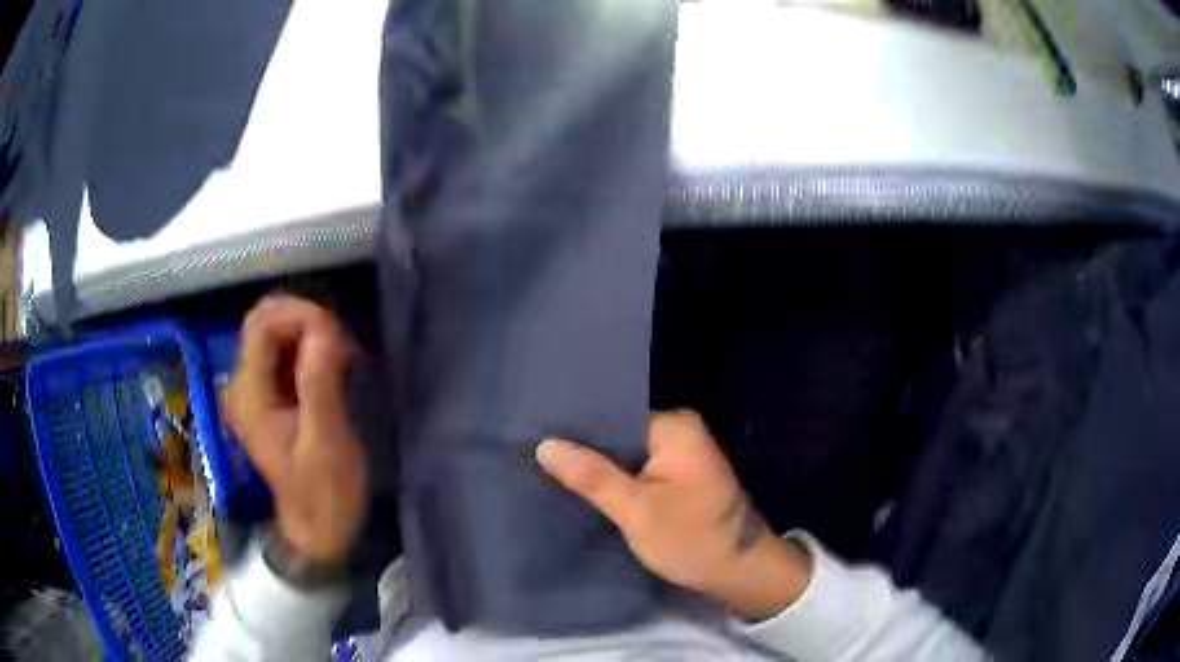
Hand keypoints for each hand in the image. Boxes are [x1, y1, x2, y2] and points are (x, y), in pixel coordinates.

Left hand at [227, 296, 367, 565]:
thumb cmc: (324, 494)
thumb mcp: (326, 444)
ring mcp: (258, 390)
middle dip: (305, 320)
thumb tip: (323, 329)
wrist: (319, 530)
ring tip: (344, 361)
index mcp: (251, 395)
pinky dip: (312, 349)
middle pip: (265, 322)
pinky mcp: (273, 396)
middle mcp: (246, 385)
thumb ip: (319, 386)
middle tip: (343, 347)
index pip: (261, 325)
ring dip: (311, 334)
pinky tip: (335, 370)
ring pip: (277, 333)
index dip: (299, 315)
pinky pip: (287, 353)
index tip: (337, 336)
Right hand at [536, 410, 812, 620]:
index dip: (575, 434)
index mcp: (675, 426)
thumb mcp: (637, 510)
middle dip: (585, 455)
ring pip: (626, 457)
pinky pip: (639, 472)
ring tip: (552, 476)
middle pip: (618, 437)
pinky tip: (586, 492)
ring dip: (600, 472)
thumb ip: (592, 476)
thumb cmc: (692, 539)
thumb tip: (545, 444)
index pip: (611, 419)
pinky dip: (618, 484)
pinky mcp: (680, 477)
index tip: (535, 444)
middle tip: (538, 464)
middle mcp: (680, 431)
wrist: (740, 573)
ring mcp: (682, 455)